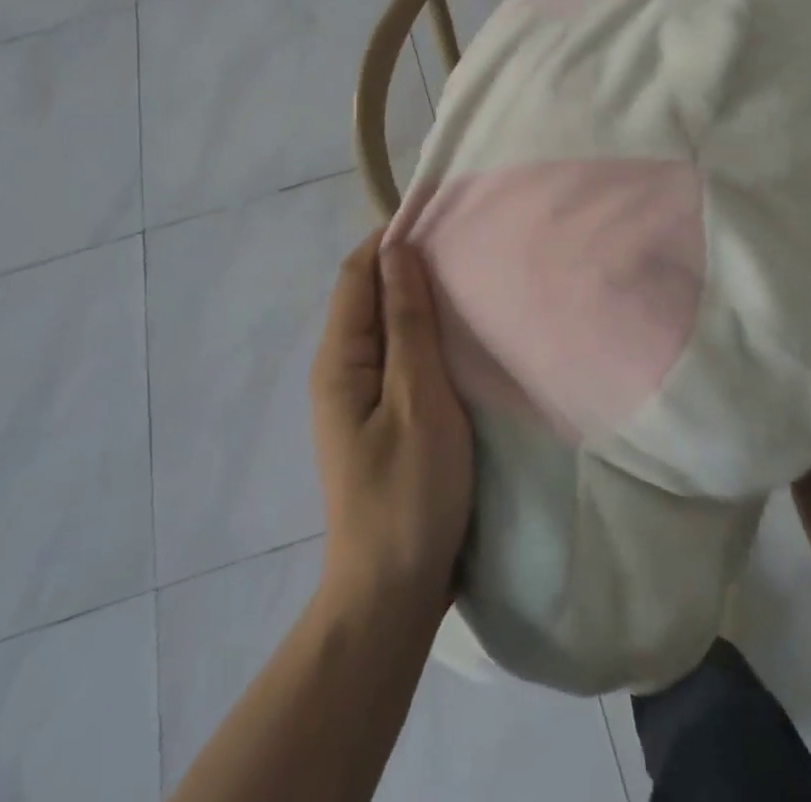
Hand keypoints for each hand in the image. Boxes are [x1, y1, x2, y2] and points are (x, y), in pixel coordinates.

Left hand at [311, 233, 473, 613]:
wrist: (394, 592)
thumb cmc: (409, 491)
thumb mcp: (418, 398)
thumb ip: (409, 323)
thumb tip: (398, 250)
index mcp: (340, 358)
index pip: (358, 273)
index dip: (391, 240)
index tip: (440, 218)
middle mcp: (341, 368)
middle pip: (370, 296)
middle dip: (410, 267)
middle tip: (466, 250)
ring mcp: (359, 395)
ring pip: (388, 327)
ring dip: (421, 302)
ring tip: (470, 284)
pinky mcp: (382, 417)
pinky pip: (399, 357)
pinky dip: (425, 336)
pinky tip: (460, 338)